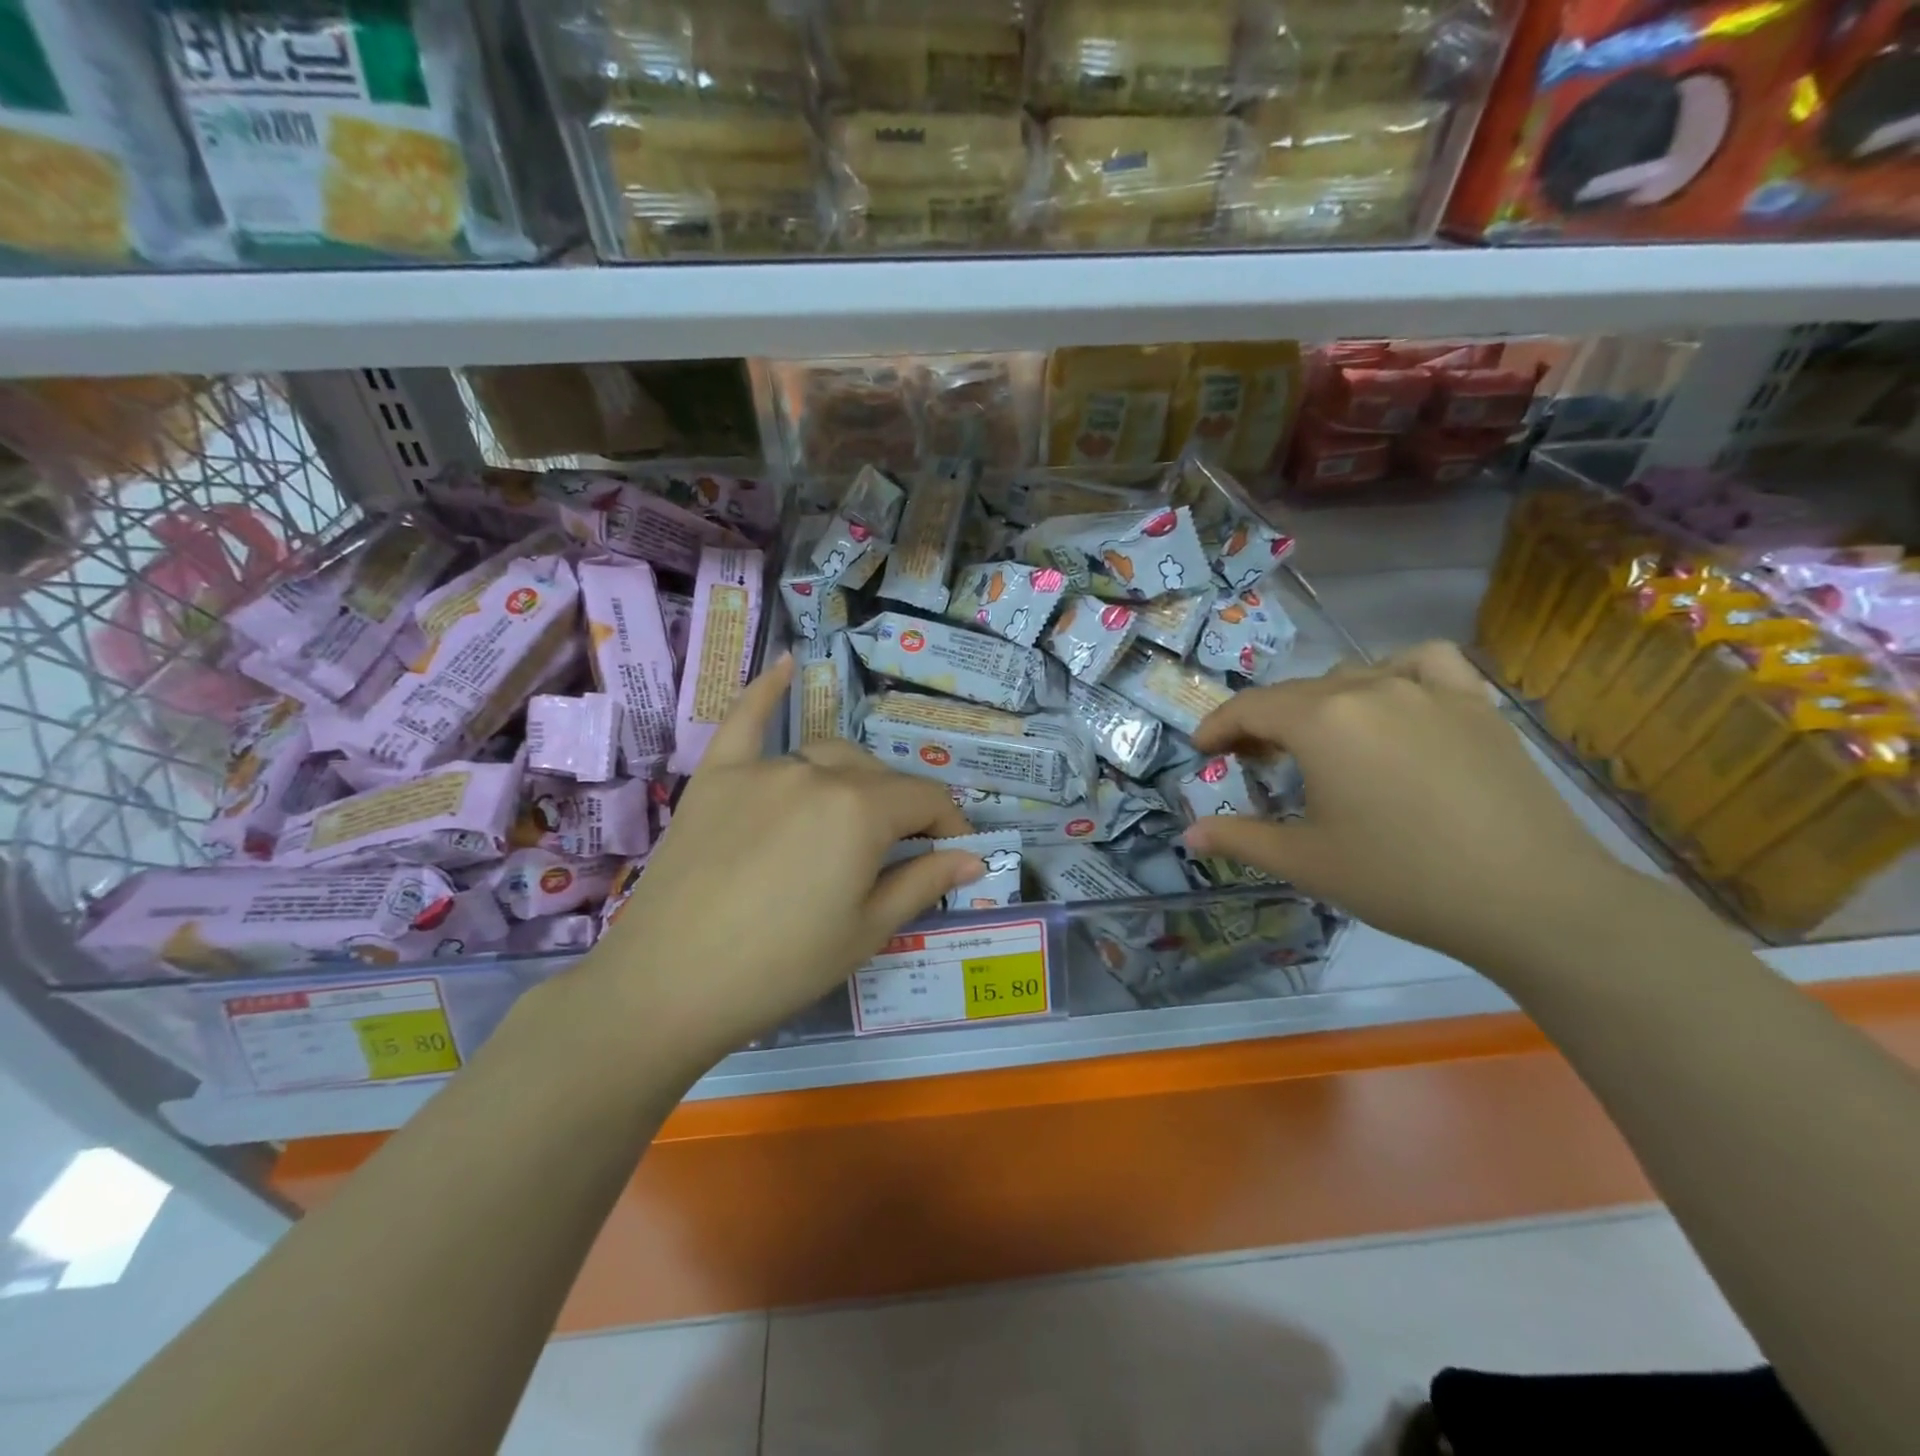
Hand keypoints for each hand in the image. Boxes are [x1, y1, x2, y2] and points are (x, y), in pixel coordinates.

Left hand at [588, 655, 984, 1064]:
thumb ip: (924, 882)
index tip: (956, 853)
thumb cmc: (781, 968)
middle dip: (902, 808)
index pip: (925, 799)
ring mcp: (761, 769)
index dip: (949, 824)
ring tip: (855, 815)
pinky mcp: (715, 776)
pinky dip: (767, 691)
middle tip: (902, 852)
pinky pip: (745, 721)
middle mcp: (816, 773)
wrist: (666, 987)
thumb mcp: (866, 931)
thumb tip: (974, 857)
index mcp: (860, 810)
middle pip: (878, 775)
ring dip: (853, 780)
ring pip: (826, 755)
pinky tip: (786, 663)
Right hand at [1183, 642, 1642, 974]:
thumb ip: (1239, 839)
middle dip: (1263, 722)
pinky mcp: (1476, 704)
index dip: (1217, 726)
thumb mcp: (1305, 862)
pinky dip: (1396, 671)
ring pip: (1352, 675)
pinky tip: (1394, 700)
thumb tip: (1189, 834)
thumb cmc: (1401, 879)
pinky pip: (1424, 663)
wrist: (1531, 899)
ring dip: (1321, 702)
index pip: (1250, 708)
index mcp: (1322, 721)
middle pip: (1296, 692)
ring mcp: (1429, 690)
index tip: (1202, 750)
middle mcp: (1370, 688)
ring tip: (1321, 739)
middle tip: (1253, 762)